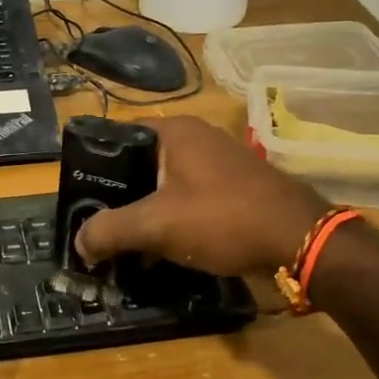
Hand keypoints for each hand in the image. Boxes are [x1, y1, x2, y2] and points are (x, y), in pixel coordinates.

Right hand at [75, 116, 330, 277]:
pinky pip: (189, 198)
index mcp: (175, 132)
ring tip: (123, 240)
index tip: (79, 196)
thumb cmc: (223, 218)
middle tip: (96, 224)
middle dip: (118, 195)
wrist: (300, 240)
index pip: (118, 136)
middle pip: (141, 163)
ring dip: (145, 210)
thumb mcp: (157, 225)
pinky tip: (161, 246)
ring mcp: (219, 163)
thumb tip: (79, 243)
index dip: (95, 165)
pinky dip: (172, 218)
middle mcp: (197, 138)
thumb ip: (111, 230)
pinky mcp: (234, 188)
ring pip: (165, 184)